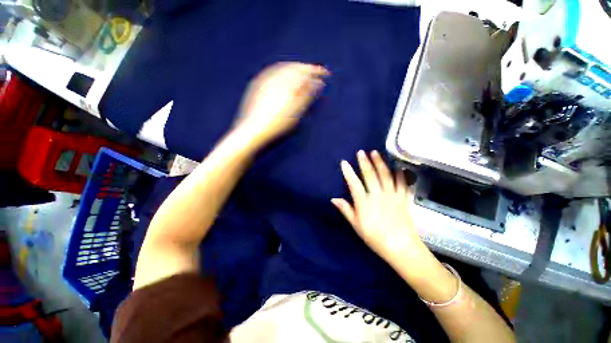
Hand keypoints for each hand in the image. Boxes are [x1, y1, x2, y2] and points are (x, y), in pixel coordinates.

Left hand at [235, 62, 328, 145]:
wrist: (253, 131)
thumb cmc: (277, 124)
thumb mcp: (295, 111)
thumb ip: (306, 95)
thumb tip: (317, 82)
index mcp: (285, 84)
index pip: (303, 71)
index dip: (316, 71)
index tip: (326, 74)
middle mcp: (274, 78)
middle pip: (294, 67)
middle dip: (307, 69)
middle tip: (317, 74)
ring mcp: (264, 81)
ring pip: (284, 69)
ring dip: (296, 69)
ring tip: (305, 75)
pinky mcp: (258, 86)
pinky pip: (274, 73)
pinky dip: (284, 73)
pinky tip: (287, 79)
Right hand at [332, 150, 427, 266]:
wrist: (401, 247)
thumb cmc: (375, 237)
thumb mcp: (356, 225)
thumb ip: (346, 210)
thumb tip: (333, 199)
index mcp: (364, 202)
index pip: (354, 183)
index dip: (348, 172)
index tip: (344, 162)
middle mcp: (377, 195)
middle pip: (370, 175)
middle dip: (364, 162)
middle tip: (361, 152)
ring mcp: (392, 195)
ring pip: (385, 175)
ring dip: (380, 163)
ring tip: (375, 153)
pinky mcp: (403, 198)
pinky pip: (401, 183)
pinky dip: (399, 173)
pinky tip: (397, 165)